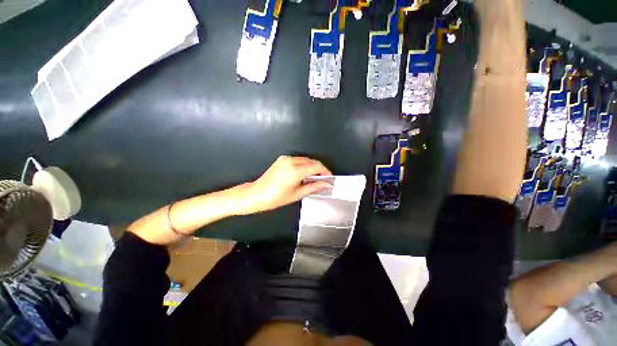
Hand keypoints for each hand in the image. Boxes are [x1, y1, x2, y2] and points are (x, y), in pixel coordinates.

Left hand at [244, 156, 331, 213]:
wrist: (257, 194)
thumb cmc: (276, 198)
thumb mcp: (297, 194)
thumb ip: (314, 187)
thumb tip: (326, 184)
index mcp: (295, 171)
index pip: (316, 166)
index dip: (325, 171)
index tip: (329, 177)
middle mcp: (291, 161)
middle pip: (312, 161)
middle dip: (319, 169)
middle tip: (322, 179)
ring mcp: (285, 159)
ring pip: (305, 159)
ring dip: (312, 166)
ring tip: (313, 178)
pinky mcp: (282, 159)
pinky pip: (298, 160)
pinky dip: (304, 165)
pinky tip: (303, 174)